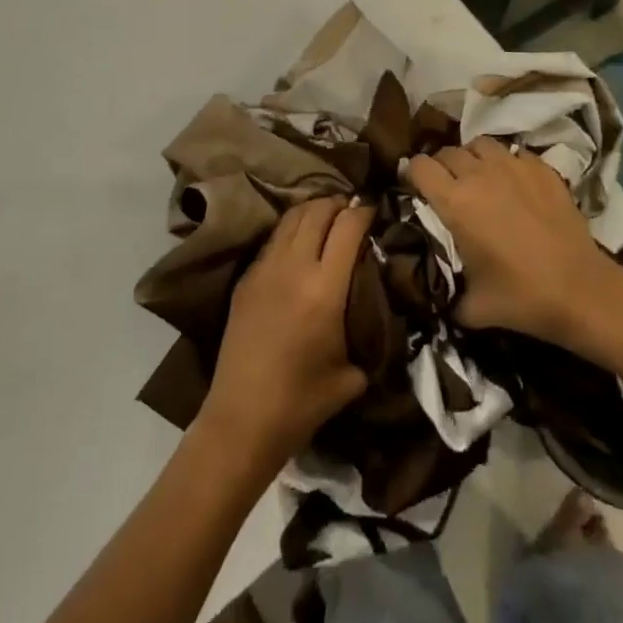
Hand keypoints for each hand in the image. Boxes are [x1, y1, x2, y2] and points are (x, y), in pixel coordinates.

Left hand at [197, 199, 374, 470]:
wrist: (241, 419)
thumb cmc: (302, 402)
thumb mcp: (352, 375)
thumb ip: (368, 337)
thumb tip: (381, 318)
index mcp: (325, 288)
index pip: (348, 226)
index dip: (364, 211)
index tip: (374, 210)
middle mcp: (295, 267)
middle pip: (317, 210)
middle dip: (338, 203)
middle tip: (351, 210)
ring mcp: (266, 268)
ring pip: (291, 217)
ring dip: (312, 210)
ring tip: (326, 217)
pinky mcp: (246, 278)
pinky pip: (273, 239)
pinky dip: (291, 230)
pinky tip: (299, 243)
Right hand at [406, 140, 616, 343]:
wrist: (580, 289)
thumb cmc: (521, 298)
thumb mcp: (470, 306)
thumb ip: (444, 290)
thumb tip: (431, 291)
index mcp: (455, 202)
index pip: (419, 166)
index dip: (412, 174)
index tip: (414, 187)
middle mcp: (479, 174)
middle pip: (447, 151)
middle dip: (441, 166)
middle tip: (447, 187)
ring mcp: (513, 165)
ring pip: (479, 144)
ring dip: (473, 158)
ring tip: (479, 177)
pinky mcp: (541, 167)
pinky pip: (513, 152)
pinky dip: (506, 163)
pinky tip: (513, 183)